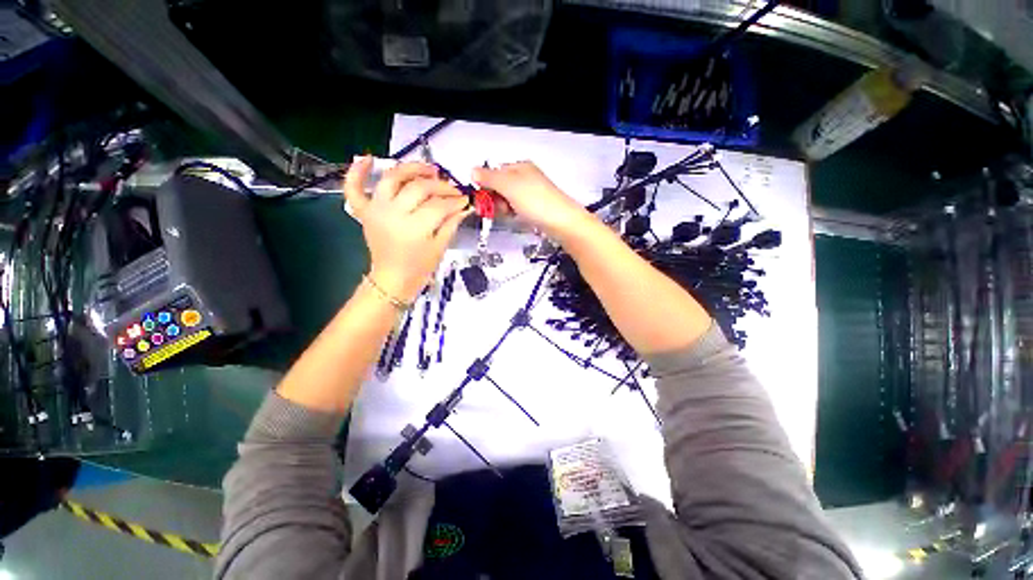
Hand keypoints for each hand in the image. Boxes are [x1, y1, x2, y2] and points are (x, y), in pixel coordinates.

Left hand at [344, 156, 471, 302]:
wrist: (393, 279)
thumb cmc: (419, 268)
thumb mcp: (440, 247)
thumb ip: (452, 223)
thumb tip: (464, 206)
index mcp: (415, 228)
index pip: (439, 205)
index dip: (455, 201)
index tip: (465, 200)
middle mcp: (393, 214)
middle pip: (419, 188)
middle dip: (441, 186)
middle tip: (452, 190)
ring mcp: (376, 210)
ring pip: (392, 178)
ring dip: (411, 169)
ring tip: (428, 169)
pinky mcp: (364, 212)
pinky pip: (354, 188)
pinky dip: (357, 172)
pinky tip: (368, 158)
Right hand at [472, 162, 591, 240]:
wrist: (562, 222)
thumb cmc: (536, 202)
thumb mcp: (509, 186)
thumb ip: (489, 178)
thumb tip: (473, 171)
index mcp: (519, 167)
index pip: (493, 172)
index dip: (486, 186)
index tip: (484, 199)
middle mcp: (525, 177)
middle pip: (499, 186)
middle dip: (495, 198)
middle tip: (500, 207)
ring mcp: (531, 192)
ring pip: (507, 198)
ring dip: (503, 207)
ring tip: (509, 213)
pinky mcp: (535, 206)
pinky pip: (516, 207)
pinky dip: (512, 212)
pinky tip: (515, 217)